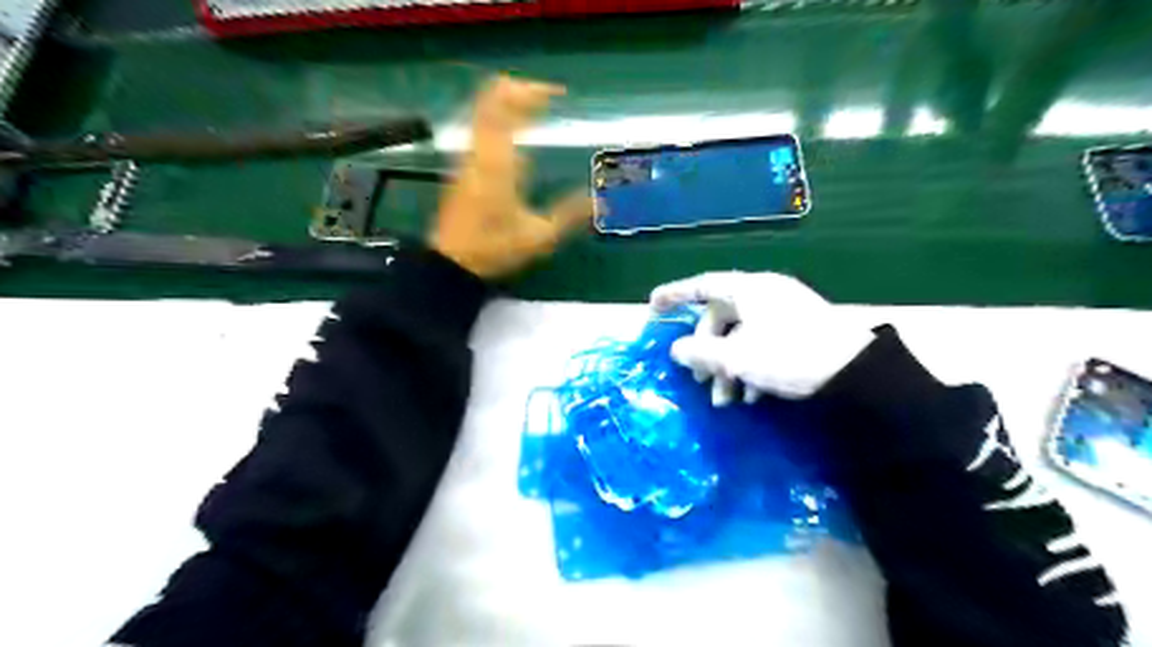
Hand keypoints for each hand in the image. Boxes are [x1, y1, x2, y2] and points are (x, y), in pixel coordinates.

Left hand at [432, 76, 594, 277]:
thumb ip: (570, 215)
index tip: (559, 94)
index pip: (508, 108)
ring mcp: (467, 157)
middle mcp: (480, 151)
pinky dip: (499, 120)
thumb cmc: (495, 248)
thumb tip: (602, 201)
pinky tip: (517, 136)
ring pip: (482, 112)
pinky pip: (480, 129)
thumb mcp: (539, 237)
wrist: (451, 264)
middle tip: (548, 97)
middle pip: (491, 100)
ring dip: (508, 104)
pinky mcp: (463, 168)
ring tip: (536, 110)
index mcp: (498, 162)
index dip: (532, 92)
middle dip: (519, 90)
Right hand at [646, 272, 873, 404]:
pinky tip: (752, 396)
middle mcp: (764, 294)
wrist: (857, 373)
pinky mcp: (798, 330)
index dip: (674, 295)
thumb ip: (700, 352)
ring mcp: (783, 311)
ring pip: (739, 336)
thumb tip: (676, 350)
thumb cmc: (789, 355)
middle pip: (720, 319)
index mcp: (748, 289)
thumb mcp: (737, 357)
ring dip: (727, 367)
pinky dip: (749, 366)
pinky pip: (760, 342)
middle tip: (702, 383)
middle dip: (707, 353)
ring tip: (729, 401)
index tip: (652, 307)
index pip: (701, 285)